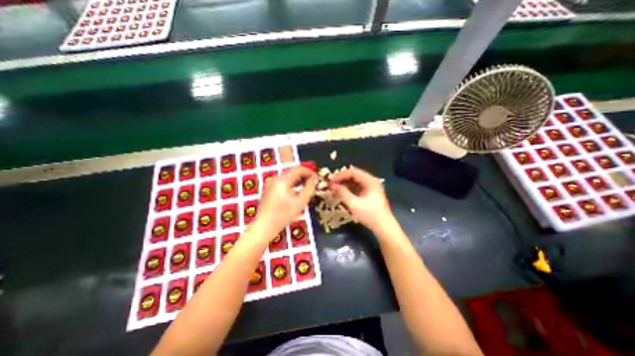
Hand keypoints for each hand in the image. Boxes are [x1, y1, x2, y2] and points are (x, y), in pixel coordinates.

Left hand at [254, 165, 316, 238]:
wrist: (264, 227)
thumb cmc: (283, 215)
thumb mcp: (300, 202)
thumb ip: (309, 189)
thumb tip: (314, 179)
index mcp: (282, 180)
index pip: (298, 169)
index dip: (309, 171)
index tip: (316, 178)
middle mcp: (275, 179)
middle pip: (292, 172)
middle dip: (304, 176)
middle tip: (312, 183)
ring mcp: (271, 184)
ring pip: (288, 177)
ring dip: (298, 180)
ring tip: (306, 187)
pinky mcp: (269, 189)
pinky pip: (283, 182)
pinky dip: (291, 184)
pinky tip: (295, 192)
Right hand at [330, 165, 394, 232]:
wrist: (383, 227)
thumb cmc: (370, 215)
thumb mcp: (354, 204)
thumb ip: (342, 193)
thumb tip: (331, 185)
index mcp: (369, 180)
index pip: (352, 172)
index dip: (340, 175)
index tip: (330, 181)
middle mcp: (370, 181)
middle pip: (353, 175)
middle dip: (341, 179)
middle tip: (331, 184)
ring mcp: (370, 187)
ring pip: (354, 181)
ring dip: (344, 184)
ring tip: (334, 189)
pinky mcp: (369, 193)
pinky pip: (356, 187)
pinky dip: (348, 189)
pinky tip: (341, 193)